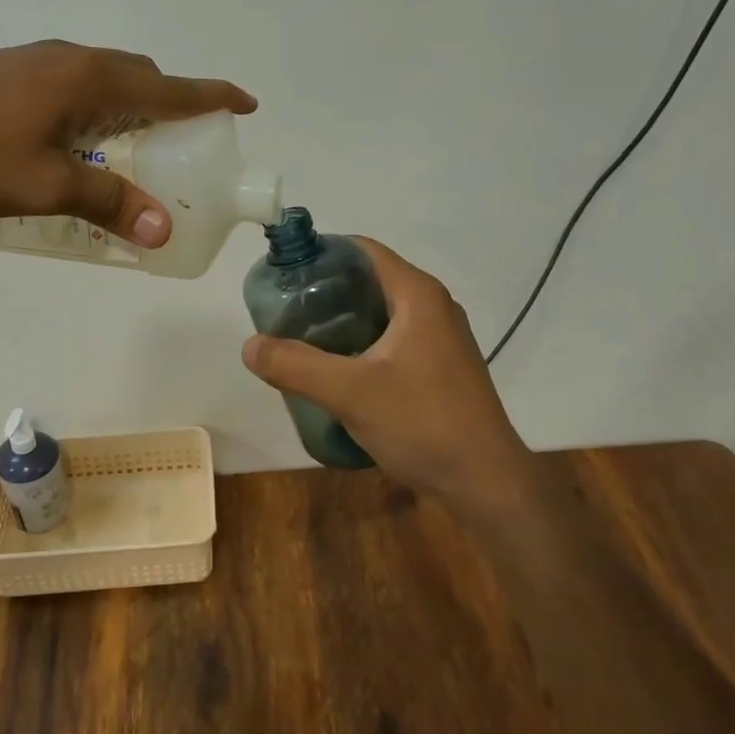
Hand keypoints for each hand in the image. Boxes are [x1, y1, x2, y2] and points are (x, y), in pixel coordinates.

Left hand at [0, 40, 255, 247]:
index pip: (169, 86)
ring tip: (130, 153)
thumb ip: (107, 203)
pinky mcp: (6, 73)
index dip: (213, 95)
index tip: (247, 103)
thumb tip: (163, 229)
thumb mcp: (44, 187)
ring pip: (103, 80)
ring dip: (129, 109)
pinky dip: (95, 111)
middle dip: (170, 106)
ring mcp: (34, 62)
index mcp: (88, 79)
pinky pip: (72, 87)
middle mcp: (69, 59)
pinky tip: (73, 146)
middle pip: (139, 77)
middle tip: (180, 149)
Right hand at [241, 238, 527, 493]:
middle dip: (325, 291)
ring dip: (342, 321)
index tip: (284, 273)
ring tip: (301, 340)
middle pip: (370, 280)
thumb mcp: (350, 393)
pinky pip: (393, 340)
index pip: (363, 250)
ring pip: (381, 313)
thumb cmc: (422, 423)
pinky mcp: (441, 368)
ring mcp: (441, 339)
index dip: (321, 253)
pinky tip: (336, 371)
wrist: (485, 483)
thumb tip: (249, 346)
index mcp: (418, 295)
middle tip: (285, 311)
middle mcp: (434, 307)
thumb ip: (295, 366)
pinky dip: (361, 344)